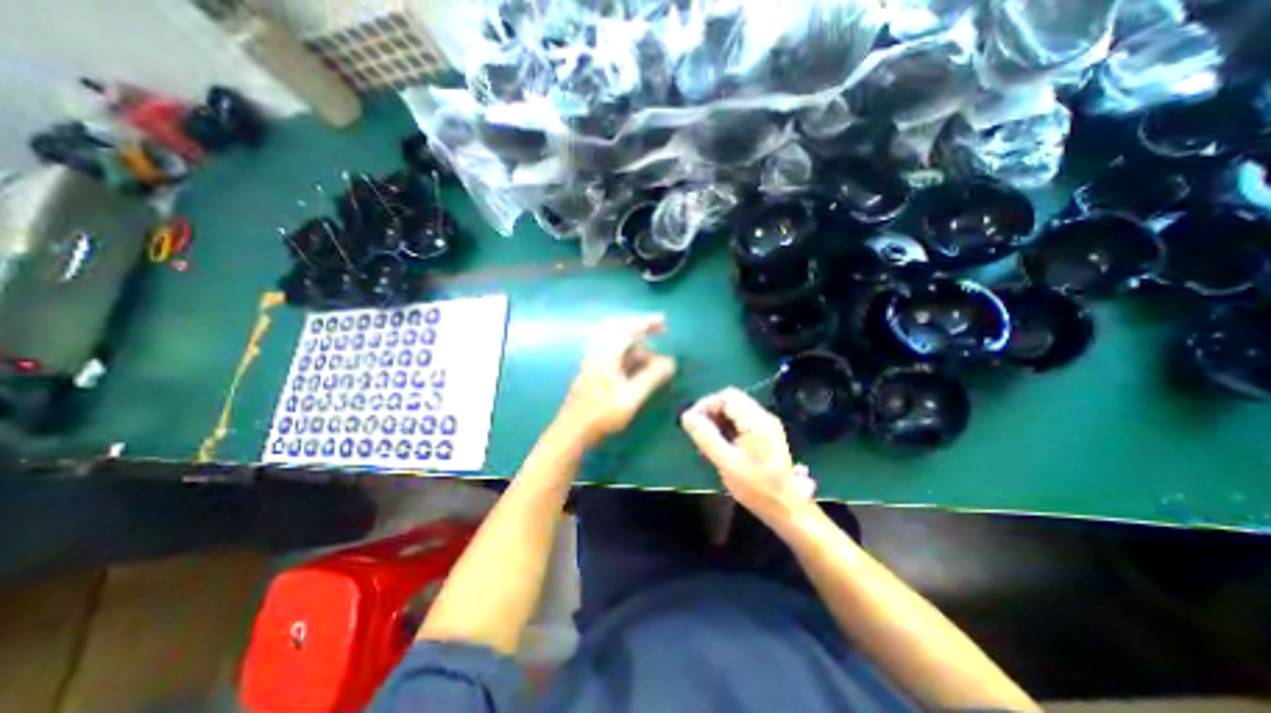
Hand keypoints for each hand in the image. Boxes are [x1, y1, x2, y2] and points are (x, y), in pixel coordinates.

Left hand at [557, 314, 674, 448]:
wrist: (574, 429)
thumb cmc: (602, 413)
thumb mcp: (631, 397)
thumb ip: (651, 378)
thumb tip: (670, 362)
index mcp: (606, 354)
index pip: (627, 329)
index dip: (646, 322)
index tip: (663, 321)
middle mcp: (598, 352)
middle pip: (619, 329)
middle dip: (640, 328)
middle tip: (658, 330)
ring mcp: (593, 360)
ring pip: (616, 342)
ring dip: (635, 344)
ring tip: (652, 358)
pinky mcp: (593, 370)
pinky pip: (613, 351)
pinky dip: (627, 353)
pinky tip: (636, 366)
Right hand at [686, 388, 812, 525]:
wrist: (786, 508)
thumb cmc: (755, 486)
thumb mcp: (726, 462)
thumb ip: (705, 436)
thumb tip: (687, 416)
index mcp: (756, 421)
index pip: (727, 396)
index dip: (706, 404)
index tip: (692, 422)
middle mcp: (763, 417)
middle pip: (732, 400)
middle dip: (711, 411)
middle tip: (698, 431)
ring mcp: (767, 425)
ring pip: (736, 410)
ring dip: (718, 419)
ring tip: (706, 439)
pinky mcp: (766, 434)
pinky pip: (742, 420)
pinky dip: (728, 426)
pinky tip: (720, 444)